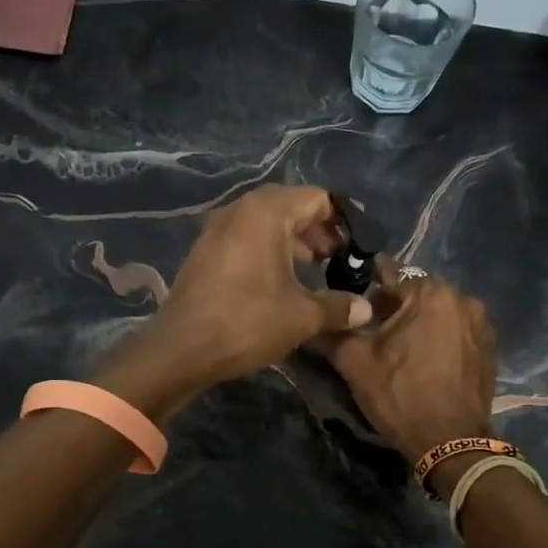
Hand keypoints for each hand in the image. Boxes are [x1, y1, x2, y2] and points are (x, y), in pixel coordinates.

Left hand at [151, 185, 373, 385]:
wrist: (181, 349)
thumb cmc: (247, 322)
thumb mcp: (302, 316)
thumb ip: (338, 307)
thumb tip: (366, 309)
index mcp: (266, 211)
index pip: (317, 198)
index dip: (343, 220)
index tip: (359, 246)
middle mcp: (239, 209)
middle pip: (290, 206)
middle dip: (318, 230)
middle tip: (339, 258)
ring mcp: (216, 229)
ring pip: (266, 223)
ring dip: (293, 241)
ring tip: (315, 270)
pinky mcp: (204, 251)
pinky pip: (245, 238)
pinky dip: (268, 250)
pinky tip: (280, 281)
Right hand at [327, 263, 497, 463]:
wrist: (452, 443)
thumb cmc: (401, 396)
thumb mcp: (355, 362)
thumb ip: (334, 328)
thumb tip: (318, 313)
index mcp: (430, 292)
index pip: (387, 271)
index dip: (362, 284)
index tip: (347, 300)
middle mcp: (462, 297)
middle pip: (414, 289)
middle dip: (391, 305)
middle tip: (370, 330)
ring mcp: (481, 322)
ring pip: (436, 309)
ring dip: (416, 320)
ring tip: (397, 347)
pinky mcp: (490, 346)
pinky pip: (455, 328)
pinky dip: (438, 335)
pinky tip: (424, 359)